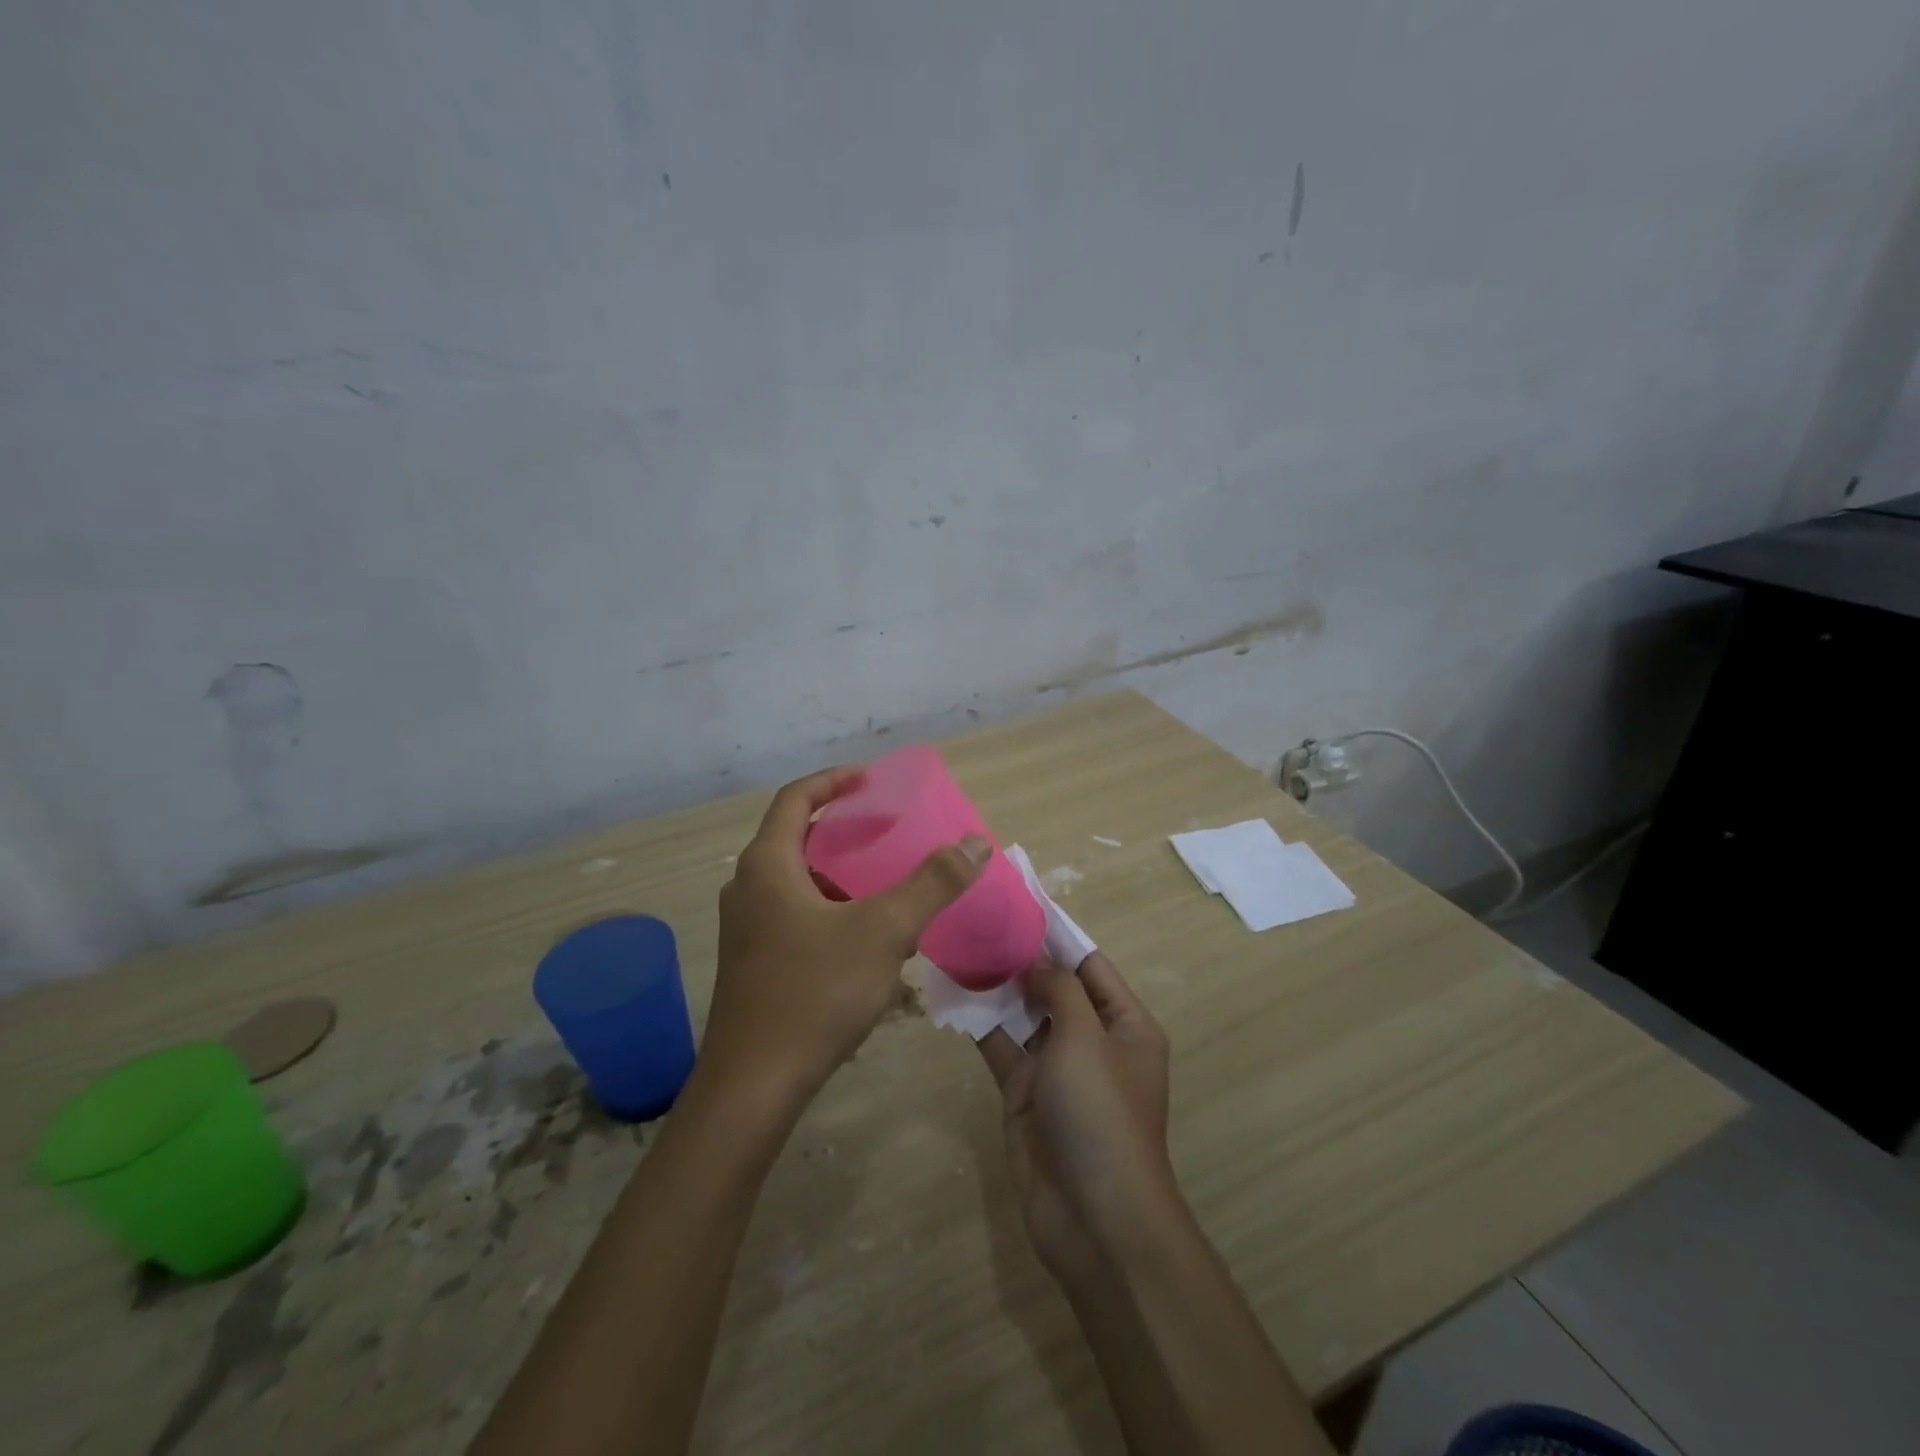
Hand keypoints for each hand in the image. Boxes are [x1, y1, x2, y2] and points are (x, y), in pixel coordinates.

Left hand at [703, 766, 990, 1107]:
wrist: (753, 1087)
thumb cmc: (814, 994)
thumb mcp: (883, 931)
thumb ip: (932, 883)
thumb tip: (975, 842)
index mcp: (768, 865)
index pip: (796, 798)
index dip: (834, 781)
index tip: (872, 780)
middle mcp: (749, 887)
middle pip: (796, 836)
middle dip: (843, 828)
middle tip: (888, 829)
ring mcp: (747, 928)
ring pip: (797, 879)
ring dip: (838, 870)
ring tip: (884, 878)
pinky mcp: (754, 962)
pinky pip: (795, 912)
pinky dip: (830, 905)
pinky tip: (865, 935)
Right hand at [978, 952, 1174, 1281]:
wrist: (1094, 1219)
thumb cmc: (1101, 1113)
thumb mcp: (1085, 1038)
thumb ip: (1059, 990)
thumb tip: (1036, 959)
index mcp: (1125, 1024)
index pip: (1090, 965)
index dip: (1057, 936)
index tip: (1020, 904)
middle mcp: (1093, 1042)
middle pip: (1055, 988)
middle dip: (1022, 959)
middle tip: (979, 923)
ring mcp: (1057, 1070)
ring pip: (1024, 1016)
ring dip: (998, 988)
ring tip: (961, 948)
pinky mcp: (1025, 1095)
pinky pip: (1002, 1048)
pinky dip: (981, 1024)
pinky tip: (953, 995)